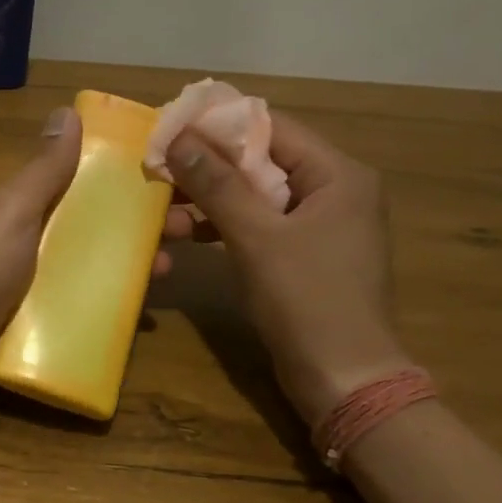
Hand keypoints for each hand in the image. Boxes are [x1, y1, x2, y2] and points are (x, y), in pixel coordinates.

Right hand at [161, 111, 411, 422]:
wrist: (343, 376)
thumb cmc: (306, 300)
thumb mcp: (256, 237)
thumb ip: (217, 185)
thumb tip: (179, 138)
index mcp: (338, 175)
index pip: (272, 128)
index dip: (218, 126)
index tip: (169, 129)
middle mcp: (334, 191)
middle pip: (262, 162)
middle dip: (208, 168)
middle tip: (158, 171)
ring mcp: (320, 226)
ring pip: (256, 197)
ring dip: (211, 202)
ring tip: (165, 214)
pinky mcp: (305, 256)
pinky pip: (260, 226)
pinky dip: (225, 227)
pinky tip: (190, 236)